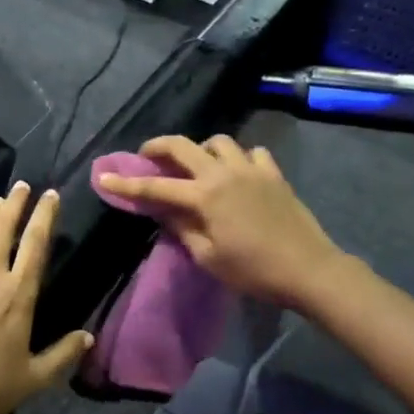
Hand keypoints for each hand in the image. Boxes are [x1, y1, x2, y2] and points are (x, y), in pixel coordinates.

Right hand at [95, 135, 342, 308]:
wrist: (309, 269)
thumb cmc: (254, 270)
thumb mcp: (208, 256)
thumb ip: (182, 228)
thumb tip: (164, 211)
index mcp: (204, 196)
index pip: (155, 188)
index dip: (126, 184)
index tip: (103, 178)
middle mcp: (224, 173)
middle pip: (183, 146)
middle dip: (158, 146)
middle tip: (147, 156)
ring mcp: (252, 169)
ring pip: (219, 142)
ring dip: (202, 149)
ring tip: (198, 166)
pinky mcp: (274, 174)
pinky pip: (252, 153)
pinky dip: (240, 158)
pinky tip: (239, 173)